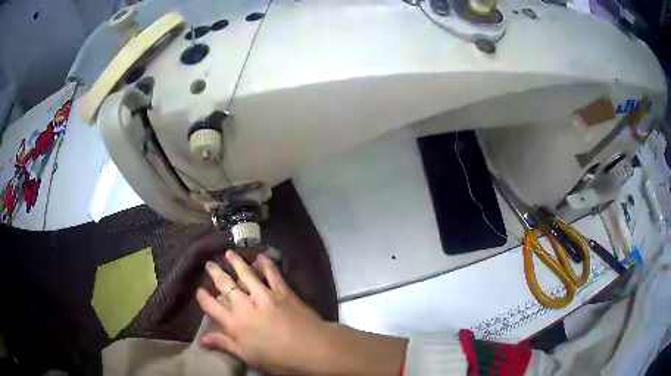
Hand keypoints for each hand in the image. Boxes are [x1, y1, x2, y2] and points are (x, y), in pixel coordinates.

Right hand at [196, 250, 331, 373]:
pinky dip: (266, 263)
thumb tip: (201, 340)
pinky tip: (261, 256)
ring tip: (228, 253)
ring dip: (236, 262)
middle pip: (225, 285)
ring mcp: (264, 295)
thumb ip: (224, 345)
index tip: (199, 290)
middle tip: (209, 264)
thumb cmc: (278, 358)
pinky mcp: (282, 290)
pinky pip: (272, 273)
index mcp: (234, 323)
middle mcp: (245, 305)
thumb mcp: (247, 356)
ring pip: (245, 273)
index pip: (211, 306)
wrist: (310, 348)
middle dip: (215, 273)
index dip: (203, 297)